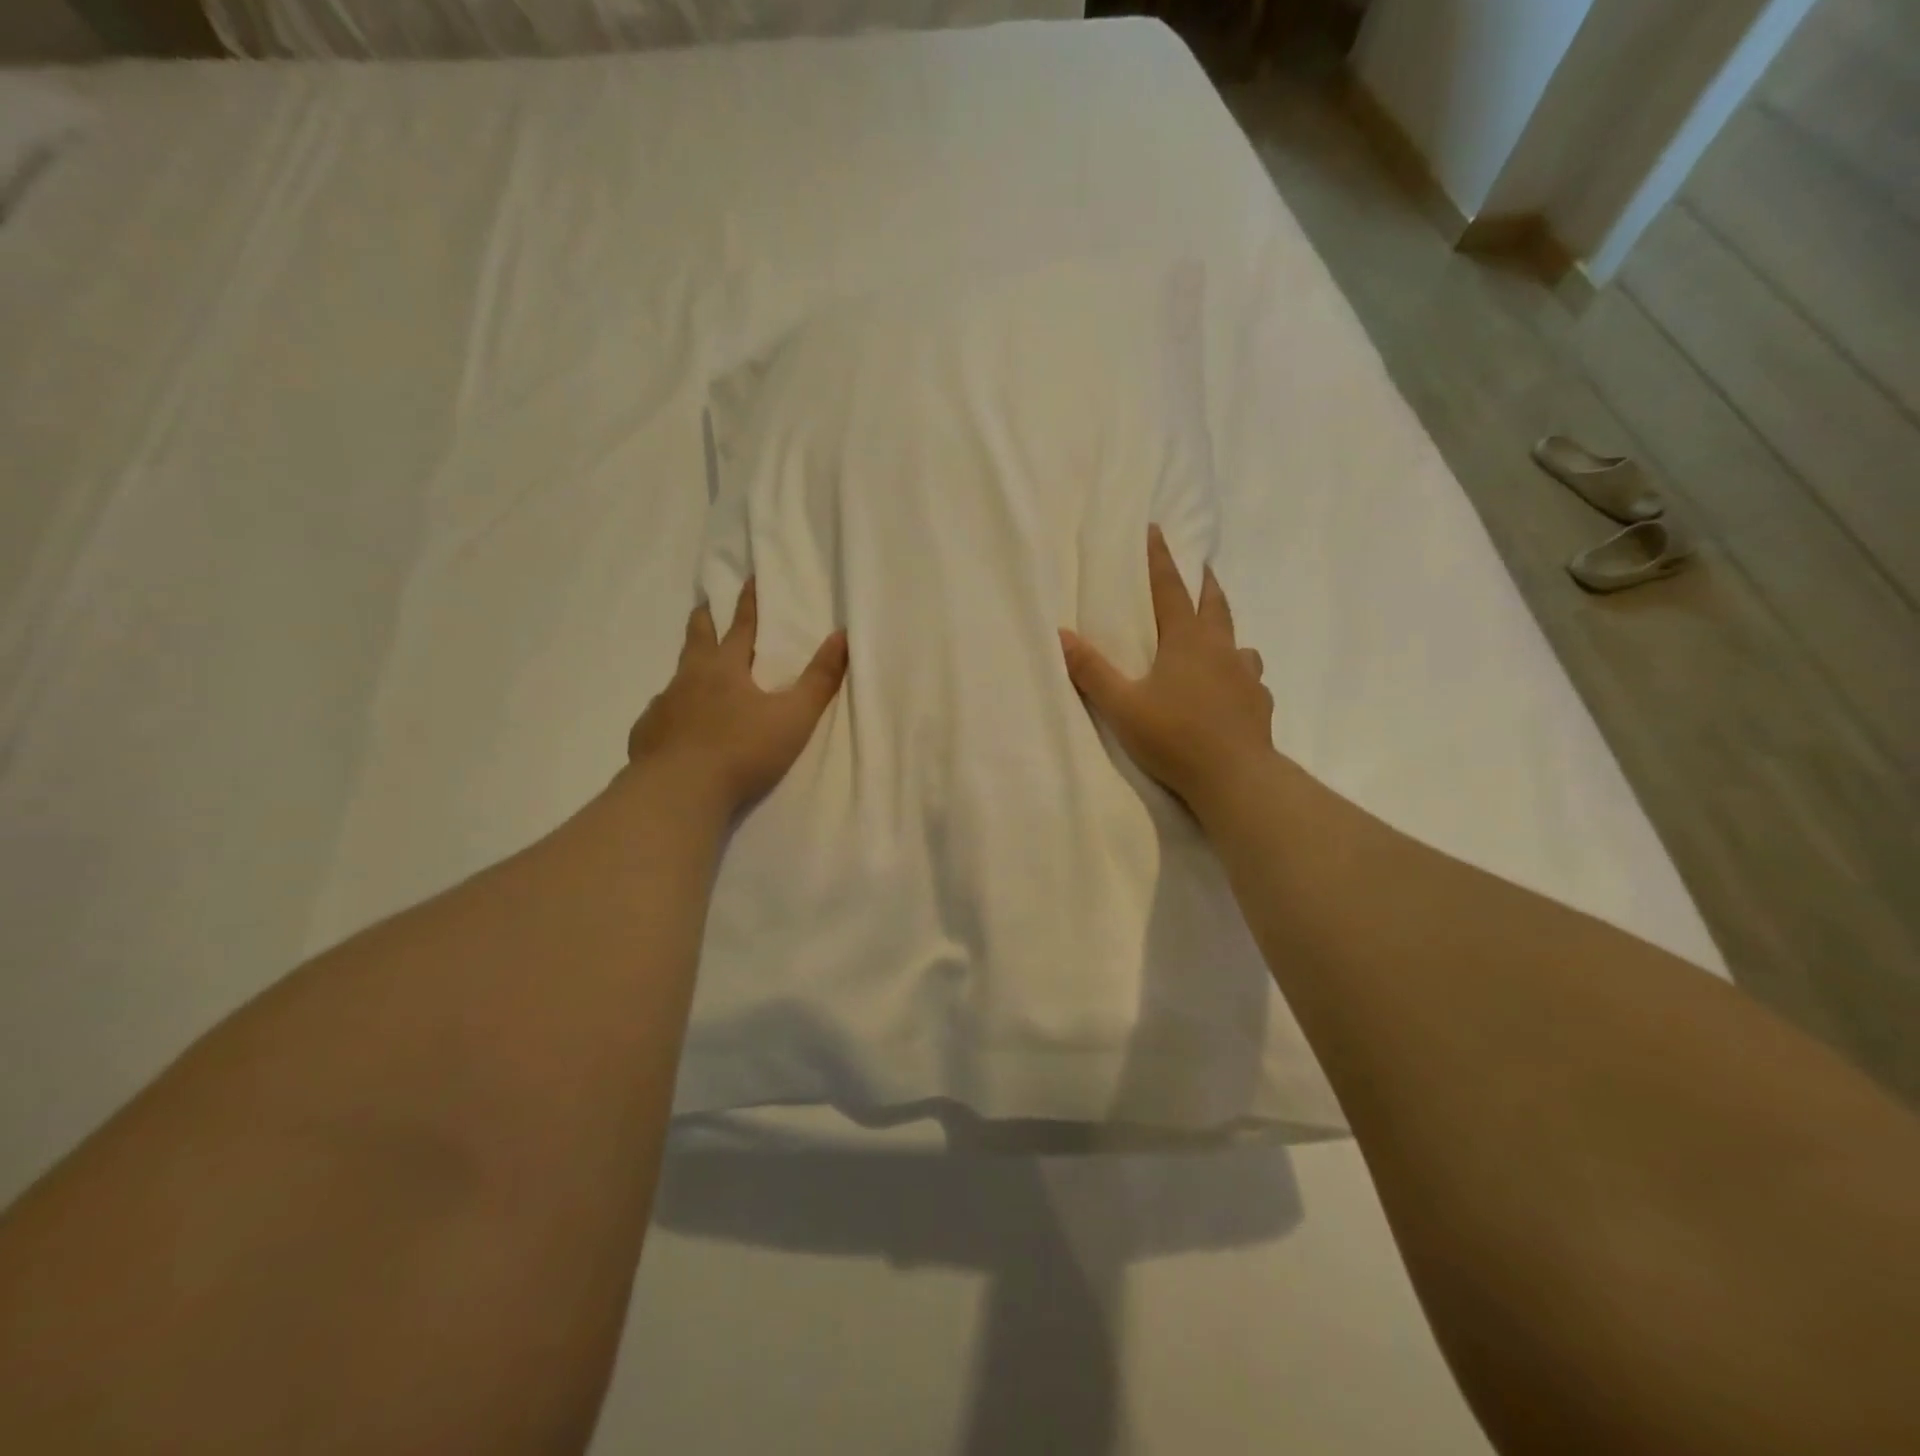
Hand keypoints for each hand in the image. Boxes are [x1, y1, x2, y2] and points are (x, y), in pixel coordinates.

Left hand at [627, 579, 847, 813]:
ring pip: (675, 679)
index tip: (748, 579)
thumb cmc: (743, 750)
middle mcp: (690, 680)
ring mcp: (663, 706)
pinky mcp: (646, 735)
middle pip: (697, 640)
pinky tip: (671, 727)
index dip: (748, 604)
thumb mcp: (794, 717)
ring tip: (690, 675)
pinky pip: (658, 717)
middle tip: (703, 606)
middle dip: (704, 620)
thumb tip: (841, 636)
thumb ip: (820, 679)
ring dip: (685, 670)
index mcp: (726, 669)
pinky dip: (668, 714)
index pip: (741, 627)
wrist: (681, 791)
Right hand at [1060, 526, 1273, 817]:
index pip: (1170, 589)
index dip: (1160, 560)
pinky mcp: (1259, 704)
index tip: (1157, 531)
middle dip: (1204, 584)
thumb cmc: (1174, 736)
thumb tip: (1061, 635)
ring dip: (1226, 632)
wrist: (1234, 777)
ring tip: (1218, 640)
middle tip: (1202, 568)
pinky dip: (1240, 675)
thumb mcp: (1122, 706)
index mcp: (1187, 641)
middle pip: (1215, 605)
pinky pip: (1251, 678)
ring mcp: (1246, 676)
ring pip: (1238, 642)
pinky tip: (1234, 690)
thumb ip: (1092, 671)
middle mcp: (1221, 649)